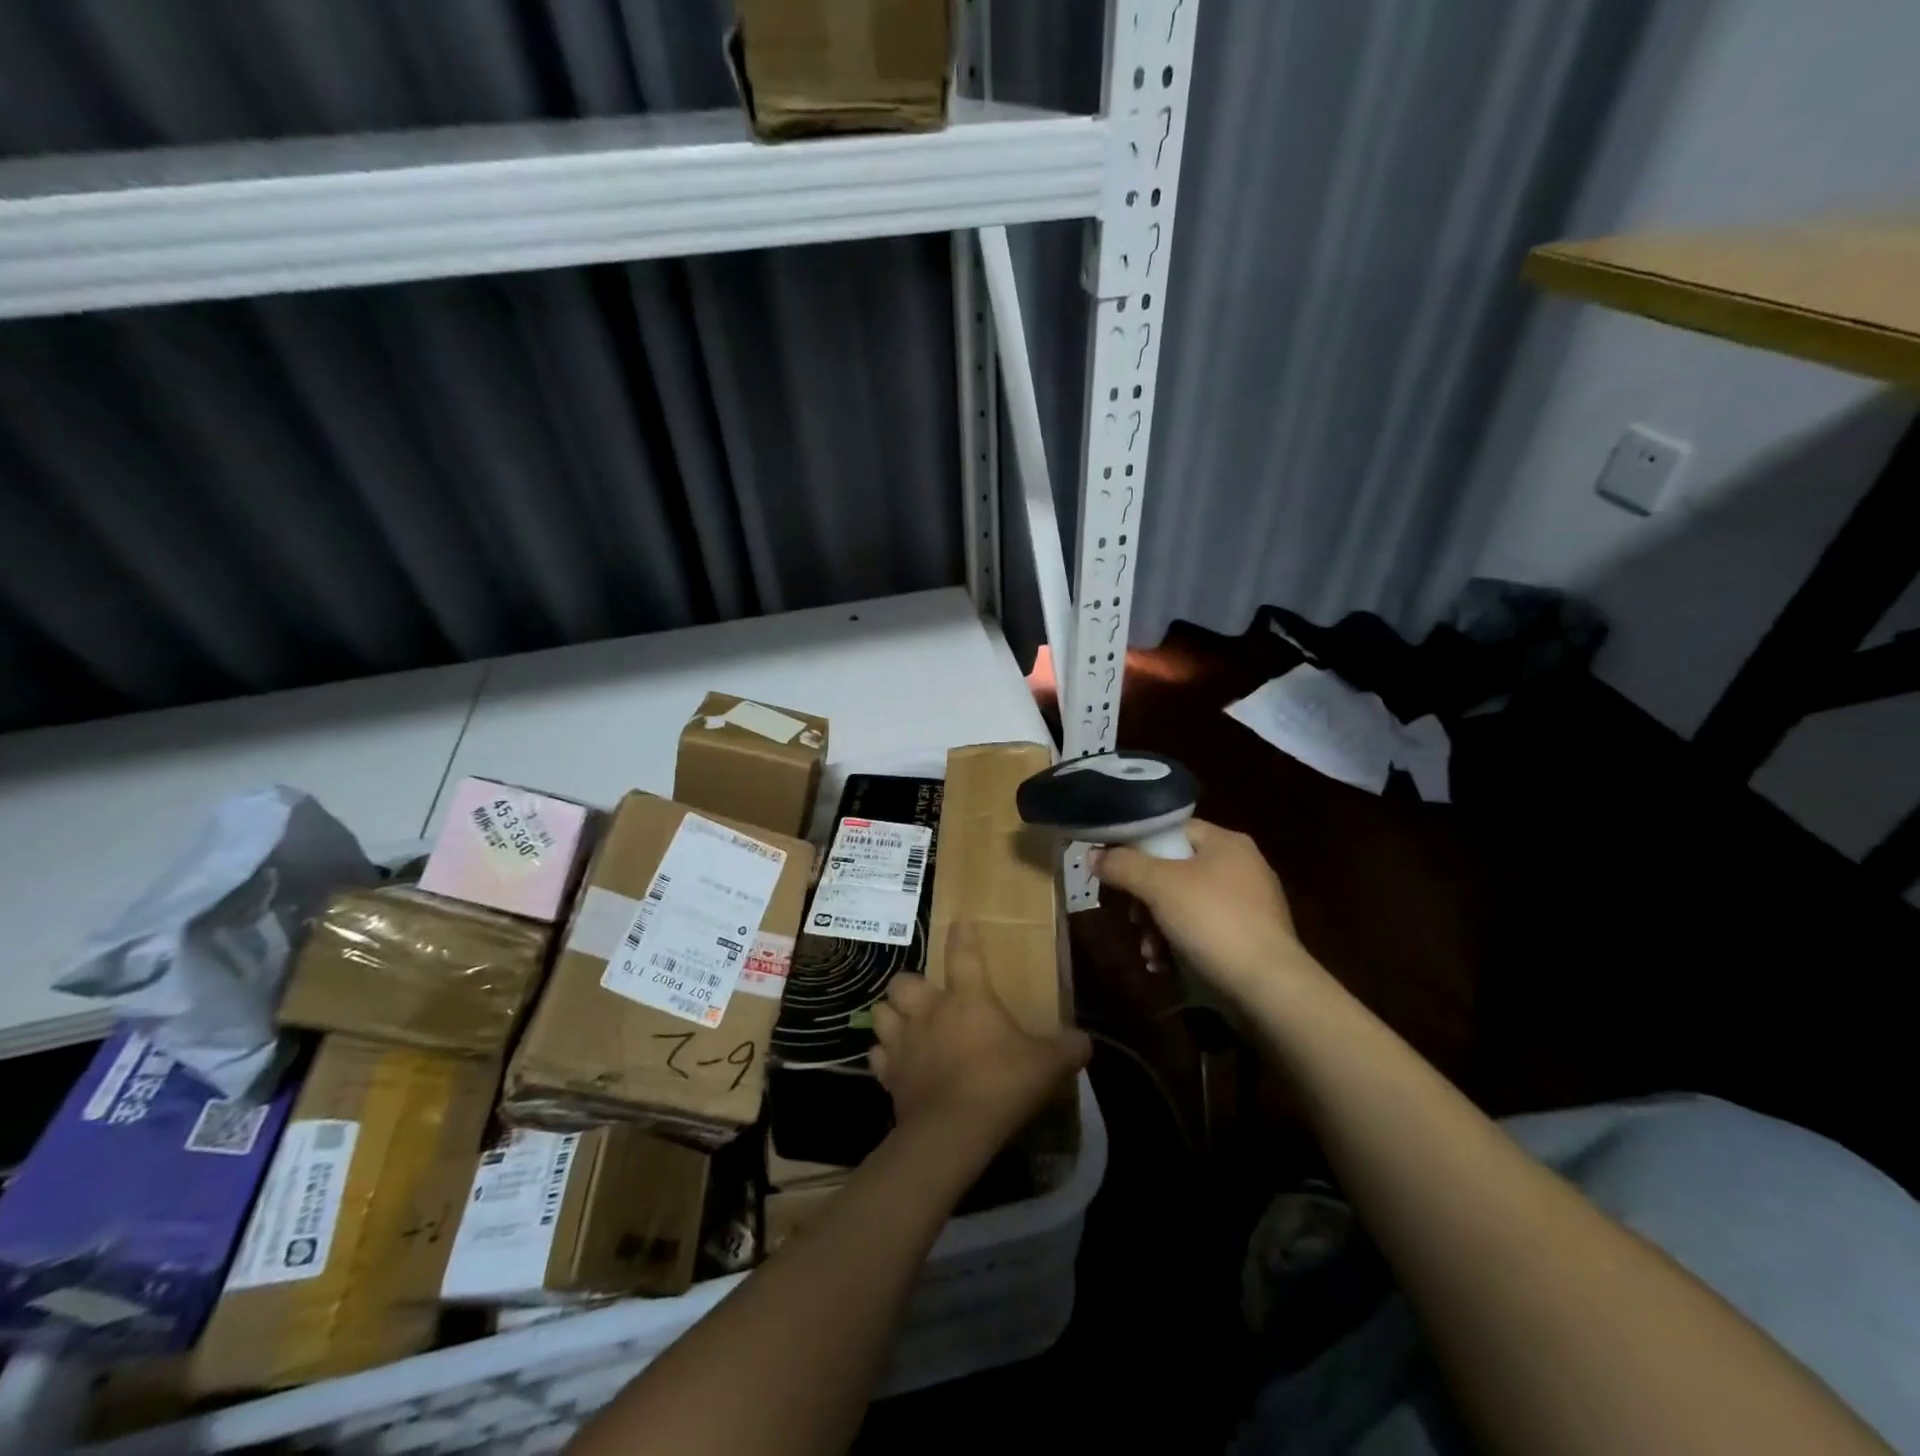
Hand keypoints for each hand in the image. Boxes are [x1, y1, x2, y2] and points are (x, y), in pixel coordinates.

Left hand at [870, 923, 1090, 1156]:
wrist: (952, 1131)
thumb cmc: (1001, 1085)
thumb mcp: (1046, 1066)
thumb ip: (1066, 1049)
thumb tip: (1085, 1041)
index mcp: (967, 999)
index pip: (963, 954)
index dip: (962, 936)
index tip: (960, 922)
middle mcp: (929, 1011)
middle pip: (903, 982)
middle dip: (910, 986)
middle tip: (926, 999)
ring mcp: (903, 1042)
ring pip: (880, 1013)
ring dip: (890, 1016)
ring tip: (903, 1026)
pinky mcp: (888, 1075)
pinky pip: (877, 1056)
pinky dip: (884, 1057)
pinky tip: (895, 1064)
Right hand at [1094, 819, 1315, 999]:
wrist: (1269, 987)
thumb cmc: (1212, 921)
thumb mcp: (1158, 886)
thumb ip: (1122, 865)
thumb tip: (1093, 855)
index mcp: (1226, 842)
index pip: (1170, 830)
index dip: (1137, 846)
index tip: (1114, 871)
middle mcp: (1241, 865)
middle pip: (1174, 870)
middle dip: (1145, 899)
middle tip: (1132, 920)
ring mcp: (1249, 903)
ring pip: (1184, 903)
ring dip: (1156, 927)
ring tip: (1149, 952)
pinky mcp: (1250, 937)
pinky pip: (1203, 930)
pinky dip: (1179, 944)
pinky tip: (1165, 965)